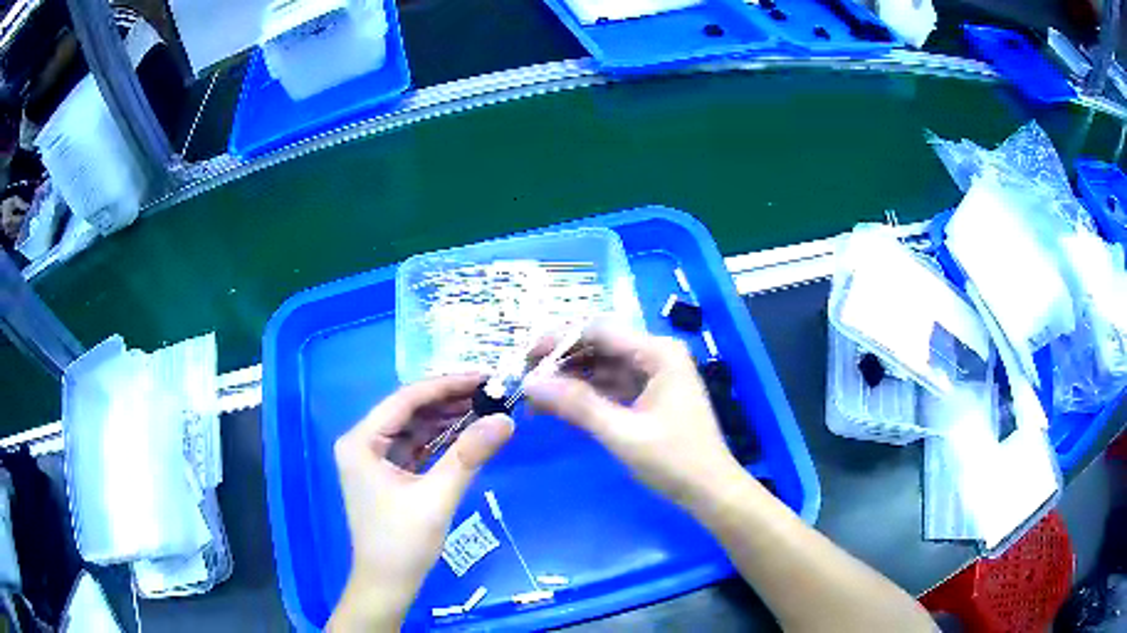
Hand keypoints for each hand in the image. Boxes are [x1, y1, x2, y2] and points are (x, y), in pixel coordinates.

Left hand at [328, 376, 513, 631]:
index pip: (405, 400)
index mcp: (361, 441)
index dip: (445, 385)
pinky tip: (466, 433)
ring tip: (484, 407)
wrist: (387, 584)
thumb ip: (469, 455)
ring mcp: (372, 459)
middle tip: (490, 392)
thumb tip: (506, 420)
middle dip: (447, 401)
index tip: (483, 377)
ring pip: (412, 428)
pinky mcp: (385, 474)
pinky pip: (414, 447)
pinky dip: (439, 440)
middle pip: (408, 411)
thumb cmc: (403, 542)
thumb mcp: (437, 497)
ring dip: (445, 419)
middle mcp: (362, 443)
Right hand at [526, 327, 742, 508]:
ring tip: (534, 400)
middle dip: (561, 362)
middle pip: (599, 346)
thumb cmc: (674, 460)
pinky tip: (559, 409)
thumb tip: (528, 384)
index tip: (525, 360)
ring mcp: (653, 376)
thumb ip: (577, 406)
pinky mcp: (649, 396)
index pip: (599, 331)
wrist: (710, 491)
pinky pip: (610, 387)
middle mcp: (656, 355)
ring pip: (601, 367)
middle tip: (525, 382)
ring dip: (569, 381)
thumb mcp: (622, 433)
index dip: (559, 340)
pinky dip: (585, 396)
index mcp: (658, 353)